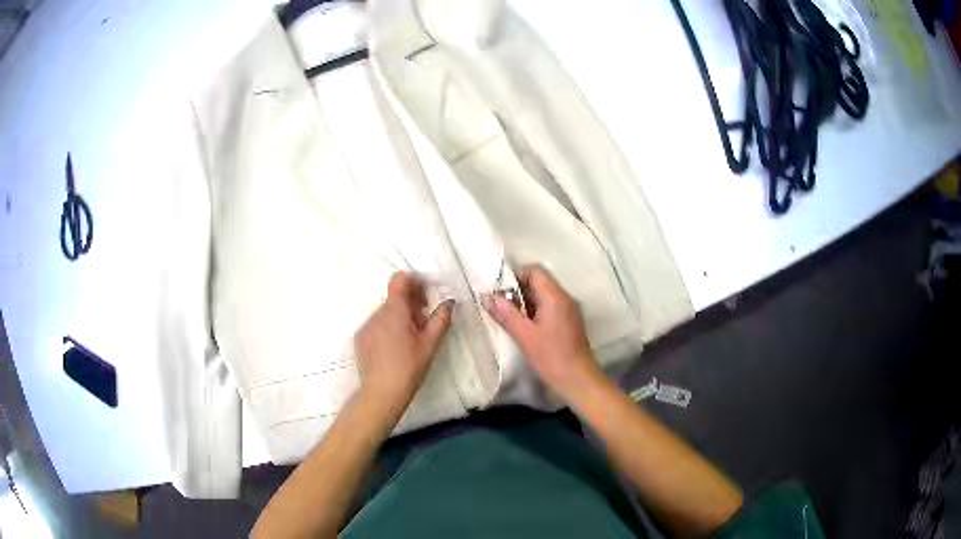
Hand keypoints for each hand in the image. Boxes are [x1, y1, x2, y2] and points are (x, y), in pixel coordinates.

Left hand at [354, 272, 453, 418]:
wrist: (381, 393)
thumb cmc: (409, 367)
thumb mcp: (430, 344)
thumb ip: (441, 319)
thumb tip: (449, 302)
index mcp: (395, 310)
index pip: (400, 279)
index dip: (414, 283)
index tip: (425, 298)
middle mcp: (377, 313)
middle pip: (394, 297)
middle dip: (410, 305)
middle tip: (423, 323)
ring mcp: (366, 325)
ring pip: (386, 312)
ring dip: (399, 318)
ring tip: (410, 340)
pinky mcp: (360, 338)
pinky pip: (376, 325)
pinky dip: (387, 330)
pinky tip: (394, 350)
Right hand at [484, 265, 602, 403]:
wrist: (578, 380)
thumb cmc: (552, 357)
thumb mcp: (524, 336)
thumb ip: (506, 314)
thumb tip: (487, 296)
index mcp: (555, 297)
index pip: (534, 271)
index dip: (515, 276)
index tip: (499, 292)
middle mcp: (564, 298)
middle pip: (538, 282)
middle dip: (517, 291)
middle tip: (499, 307)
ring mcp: (568, 311)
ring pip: (543, 296)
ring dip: (524, 304)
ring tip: (508, 319)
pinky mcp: (568, 323)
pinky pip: (548, 308)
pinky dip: (534, 313)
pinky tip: (523, 329)